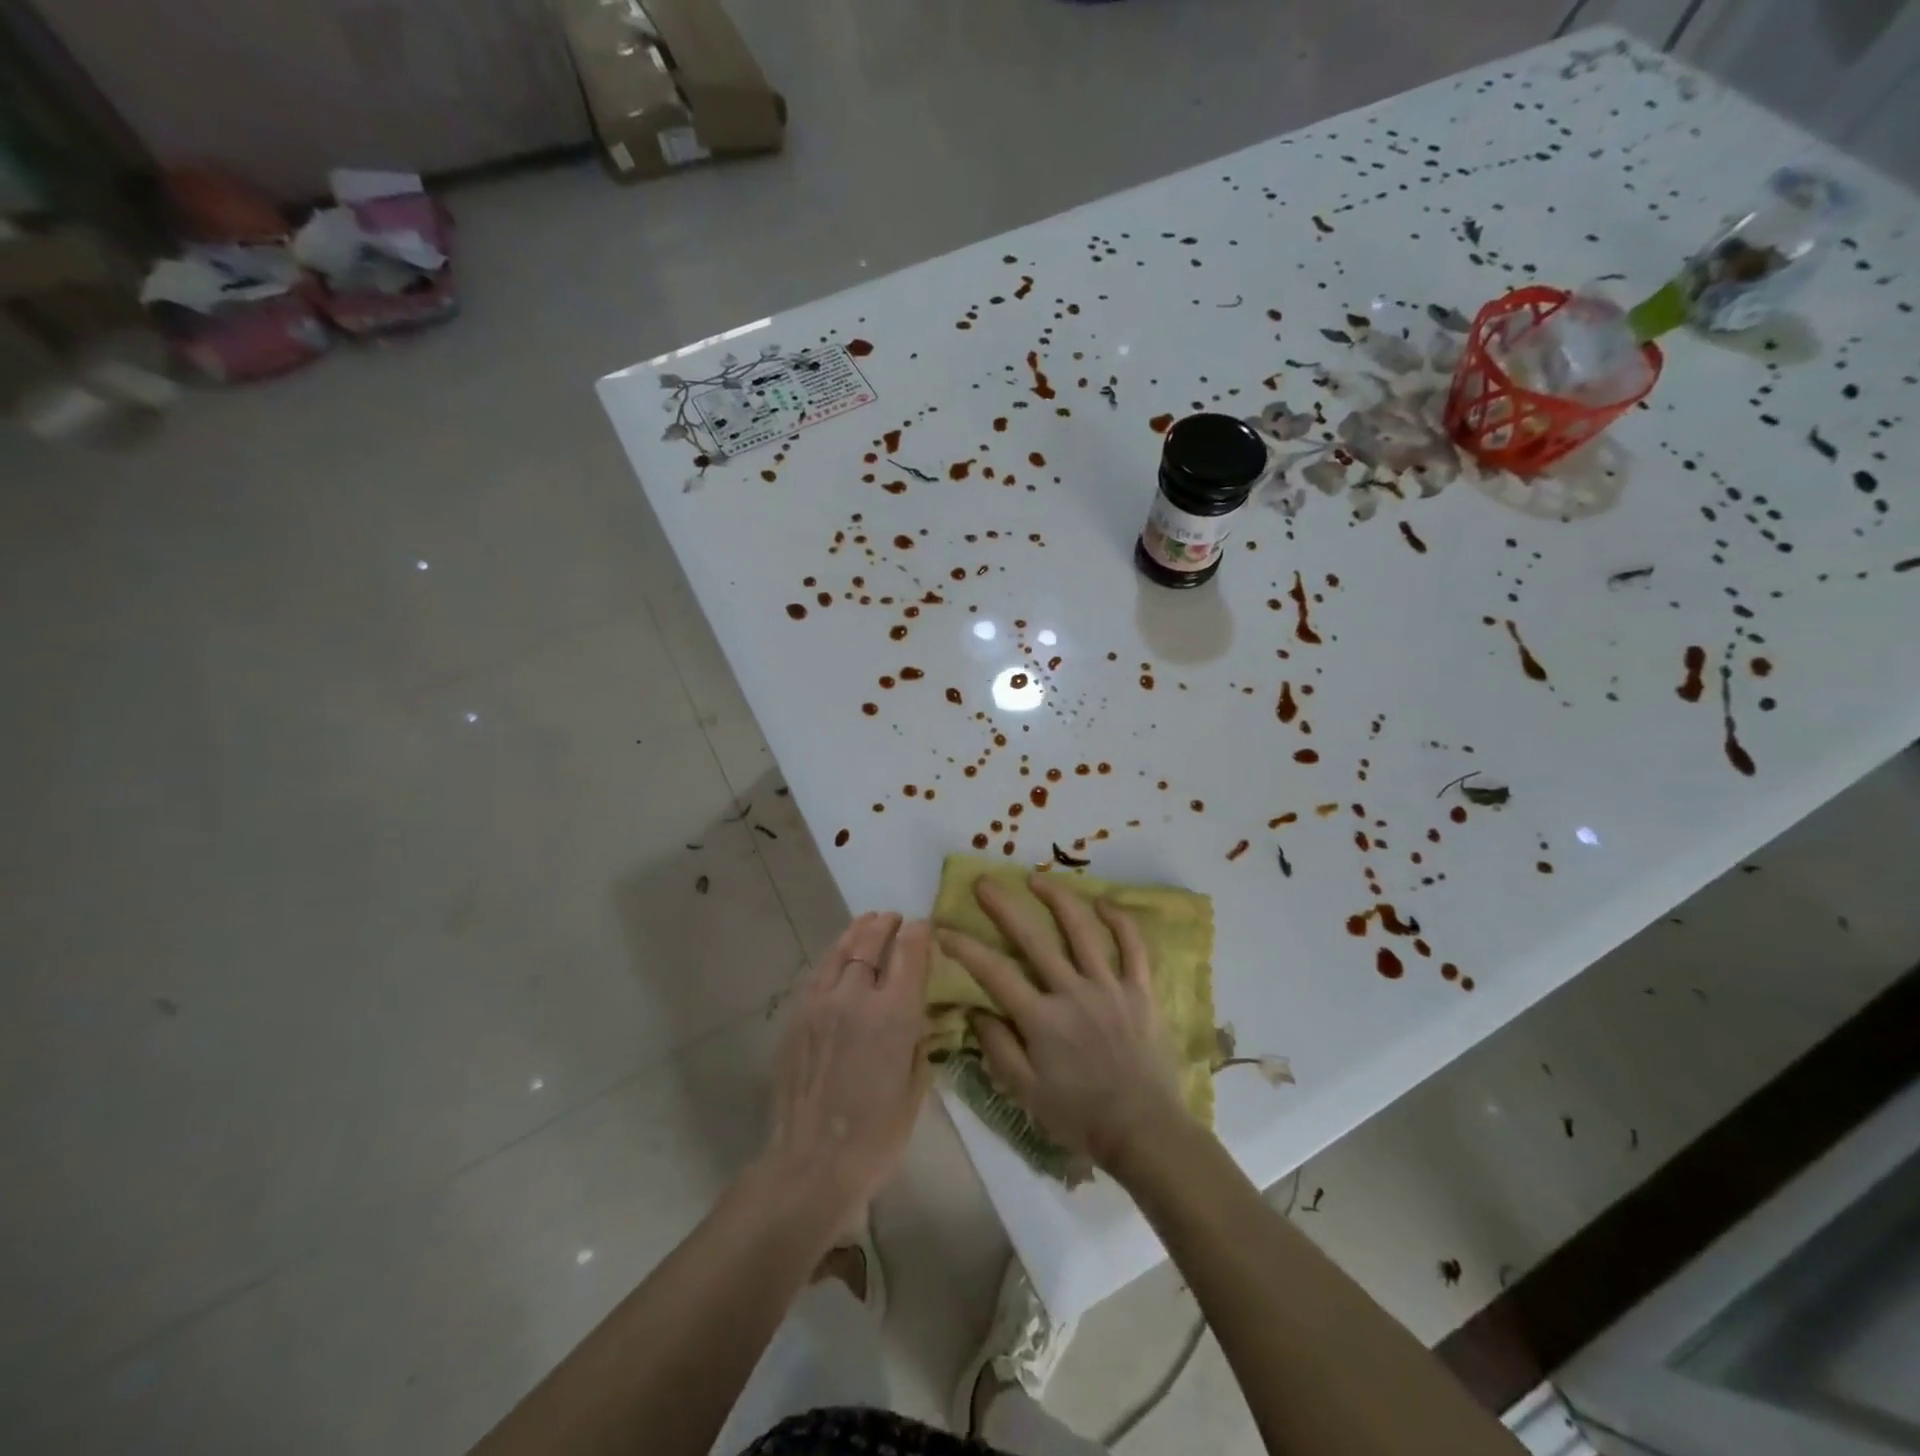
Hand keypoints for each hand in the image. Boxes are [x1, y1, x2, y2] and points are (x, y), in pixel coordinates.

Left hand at [764, 912, 933, 1227]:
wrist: (811, 1164)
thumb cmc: (877, 1136)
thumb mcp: (916, 1086)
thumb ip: (918, 1038)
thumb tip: (918, 1011)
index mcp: (893, 1014)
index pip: (909, 953)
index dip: (918, 933)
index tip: (923, 925)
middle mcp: (855, 997)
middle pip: (871, 943)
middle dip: (886, 925)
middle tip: (894, 918)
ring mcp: (820, 1003)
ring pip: (840, 951)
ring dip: (857, 933)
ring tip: (867, 922)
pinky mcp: (796, 1016)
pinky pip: (818, 973)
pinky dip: (833, 957)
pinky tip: (839, 956)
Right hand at [937, 875, 1189, 1171]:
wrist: (1144, 1131)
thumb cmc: (1079, 1116)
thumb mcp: (1025, 1092)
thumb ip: (997, 1047)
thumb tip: (974, 1008)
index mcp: (1042, 1019)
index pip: (994, 973)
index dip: (965, 948)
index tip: (943, 929)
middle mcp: (1073, 993)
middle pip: (1033, 939)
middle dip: (1004, 907)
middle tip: (984, 882)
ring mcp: (1110, 987)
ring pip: (1082, 931)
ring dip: (1058, 899)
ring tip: (1038, 878)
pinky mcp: (1140, 991)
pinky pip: (1133, 947)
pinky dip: (1120, 921)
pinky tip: (1104, 902)